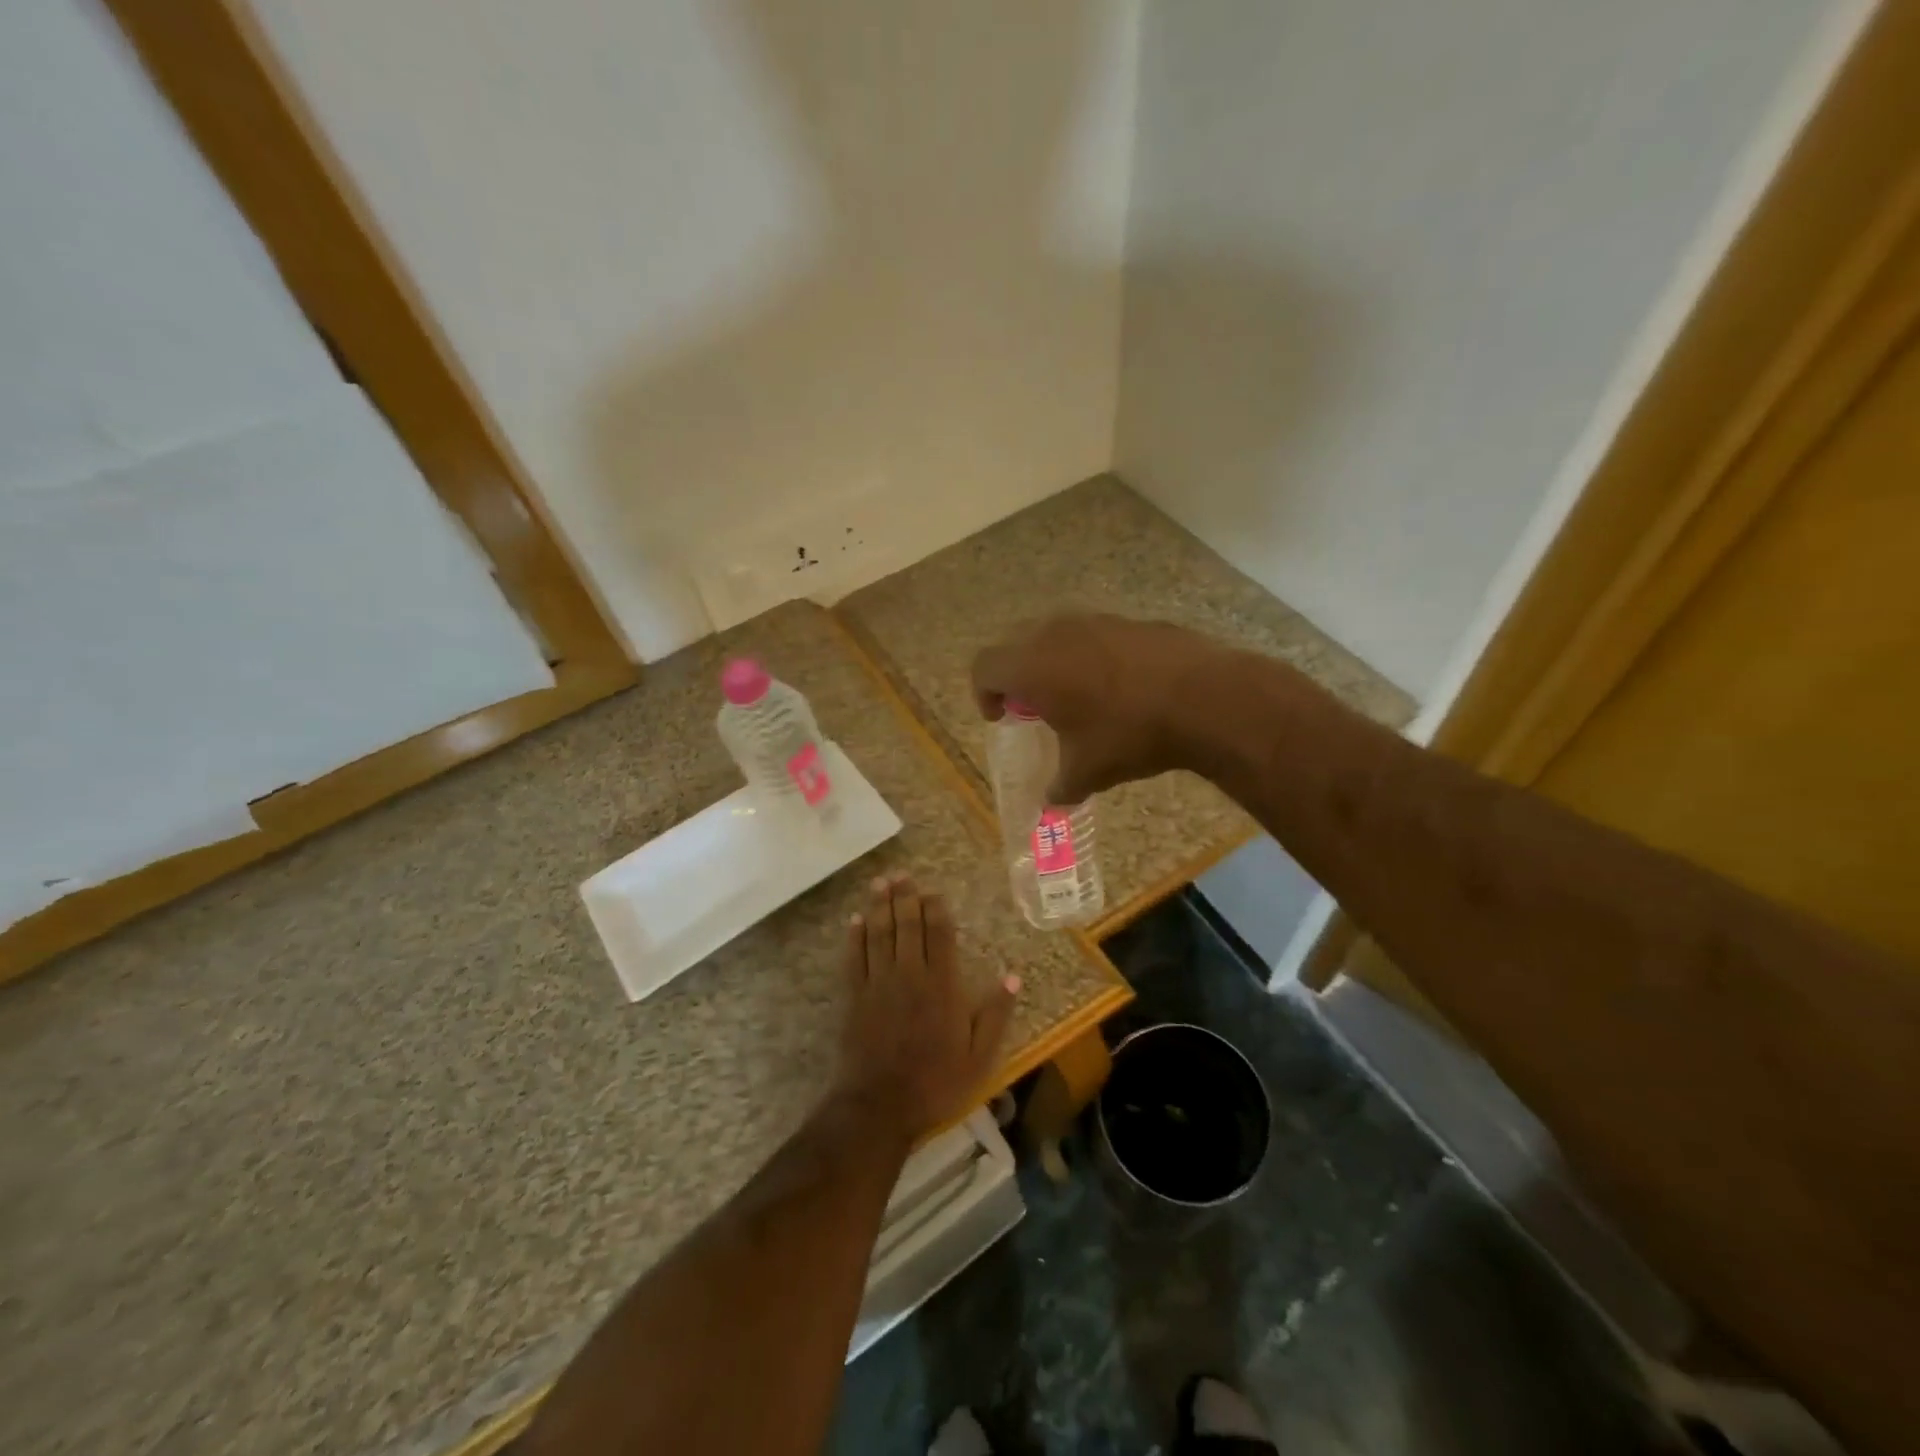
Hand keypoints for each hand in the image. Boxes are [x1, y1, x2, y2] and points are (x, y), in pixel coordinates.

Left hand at [837, 875, 1019, 1140]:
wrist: (880, 1106)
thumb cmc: (936, 1082)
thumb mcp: (979, 1056)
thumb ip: (995, 1014)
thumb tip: (1013, 976)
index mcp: (942, 985)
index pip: (939, 934)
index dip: (936, 908)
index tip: (934, 891)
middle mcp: (909, 974)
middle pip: (907, 925)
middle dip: (905, 897)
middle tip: (902, 874)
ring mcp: (878, 983)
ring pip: (879, 933)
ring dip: (880, 905)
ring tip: (880, 882)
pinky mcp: (854, 996)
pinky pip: (854, 957)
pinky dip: (855, 936)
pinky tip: (856, 919)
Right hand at [971, 613, 1229, 802]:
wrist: (1204, 697)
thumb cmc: (1129, 734)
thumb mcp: (1088, 771)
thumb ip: (1060, 787)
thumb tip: (1052, 803)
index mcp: (1031, 666)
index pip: (984, 667)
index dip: (984, 693)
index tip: (1001, 717)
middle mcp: (1055, 633)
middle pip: (1014, 644)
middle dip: (1015, 675)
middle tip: (1033, 707)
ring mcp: (1094, 621)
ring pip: (1054, 634)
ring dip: (1051, 662)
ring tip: (1076, 696)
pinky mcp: (1128, 621)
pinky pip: (1092, 635)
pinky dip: (1088, 656)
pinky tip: (1118, 686)